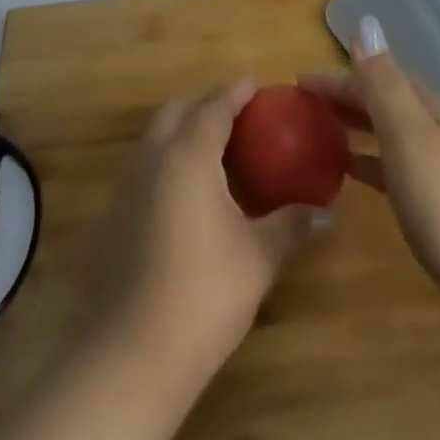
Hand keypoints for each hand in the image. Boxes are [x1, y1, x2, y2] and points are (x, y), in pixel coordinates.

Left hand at [76, 81, 325, 386]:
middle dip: (207, 103)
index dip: (237, 91)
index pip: (215, 105)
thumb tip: (327, 214)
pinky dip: (168, 160)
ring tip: (218, 151)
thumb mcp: (258, 257)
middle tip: (239, 115)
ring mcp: (126, 186)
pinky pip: (145, 167)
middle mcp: (152, 157)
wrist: (129, 356)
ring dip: (184, 130)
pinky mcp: (112, 215)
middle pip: (178, 110)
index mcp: (188, 153)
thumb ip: (292, 226)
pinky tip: (190, 194)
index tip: (257, 84)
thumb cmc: (203, 294)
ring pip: (156, 137)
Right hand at [299, 16, 439, 292]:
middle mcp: (435, 129)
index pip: (375, 78)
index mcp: (427, 108)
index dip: (337, 77)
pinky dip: (370, 162)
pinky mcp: (439, 204)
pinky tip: (352, 173)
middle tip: (304, 106)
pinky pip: (393, 168)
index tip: (298, 82)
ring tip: (321, 133)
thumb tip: (365, 25)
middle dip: (345, 98)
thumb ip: (384, 83)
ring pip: (389, 134)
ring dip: (356, 127)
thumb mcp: (409, 134)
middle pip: (384, 102)